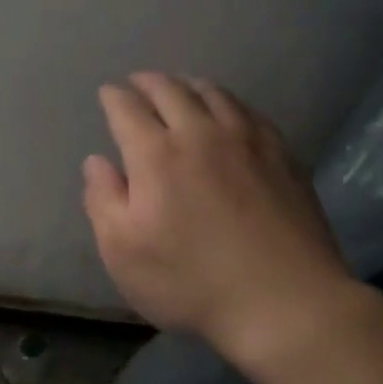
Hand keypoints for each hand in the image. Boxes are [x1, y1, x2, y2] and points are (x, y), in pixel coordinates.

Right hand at [82, 73, 357, 354]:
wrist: (286, 302)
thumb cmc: (192, 282)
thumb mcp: (124, 253)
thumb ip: (103, 200)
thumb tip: (96, 161)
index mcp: (156, 154)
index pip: (127, 108)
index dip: (113, 96)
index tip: (107, 93)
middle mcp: (200, 133)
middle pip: (170, 90)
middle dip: (148, 81)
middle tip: (138, 82)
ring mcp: (246, 140)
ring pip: (213, 93)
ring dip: (188, 84)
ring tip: (180, 87)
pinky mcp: (281, 154)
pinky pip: (249, 111)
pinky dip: (228, 102)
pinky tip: (228, 112)